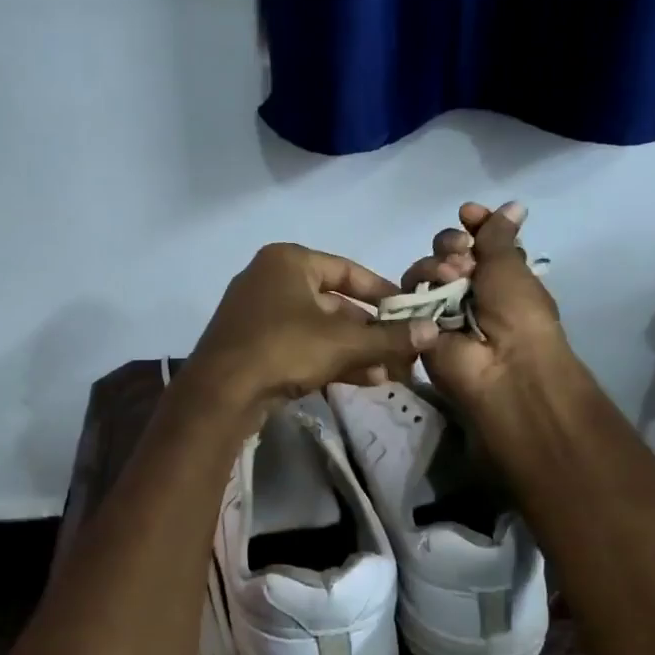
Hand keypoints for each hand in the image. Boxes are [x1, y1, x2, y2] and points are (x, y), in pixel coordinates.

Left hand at [189, 243, 440, 419]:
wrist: (220, 393)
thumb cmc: (283, 349)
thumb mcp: (343, 343)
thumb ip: (389, 337)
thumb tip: (434, 331)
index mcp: (288, 261)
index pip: (348, 270)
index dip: (382, 292)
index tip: (409, 312)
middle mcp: (270, 280)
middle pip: (334, 303)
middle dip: (370, 332)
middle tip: (402, 352)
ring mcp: (258, 314)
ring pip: (318, 329)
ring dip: (355, 351)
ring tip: (389, 374)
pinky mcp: (252, 345)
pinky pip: (300, 346)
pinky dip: (329, 360)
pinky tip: (363, 381)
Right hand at [399, 202, 588, 419]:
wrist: (503, 365)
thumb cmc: (518, 314)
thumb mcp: (512, 266)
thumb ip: (499, 235)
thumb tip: (512, 205)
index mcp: (500, 276)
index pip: (479, 240)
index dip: (473, 224)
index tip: (468, 213)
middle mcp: (470, 290)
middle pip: (447, 252)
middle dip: (452, 243)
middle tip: (463, 253)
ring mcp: (442, 308)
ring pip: (425, 269)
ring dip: (437, 264)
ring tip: (451, 276)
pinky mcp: (418, 324)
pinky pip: (409, 294)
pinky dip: (421, 283)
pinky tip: (437, 286)